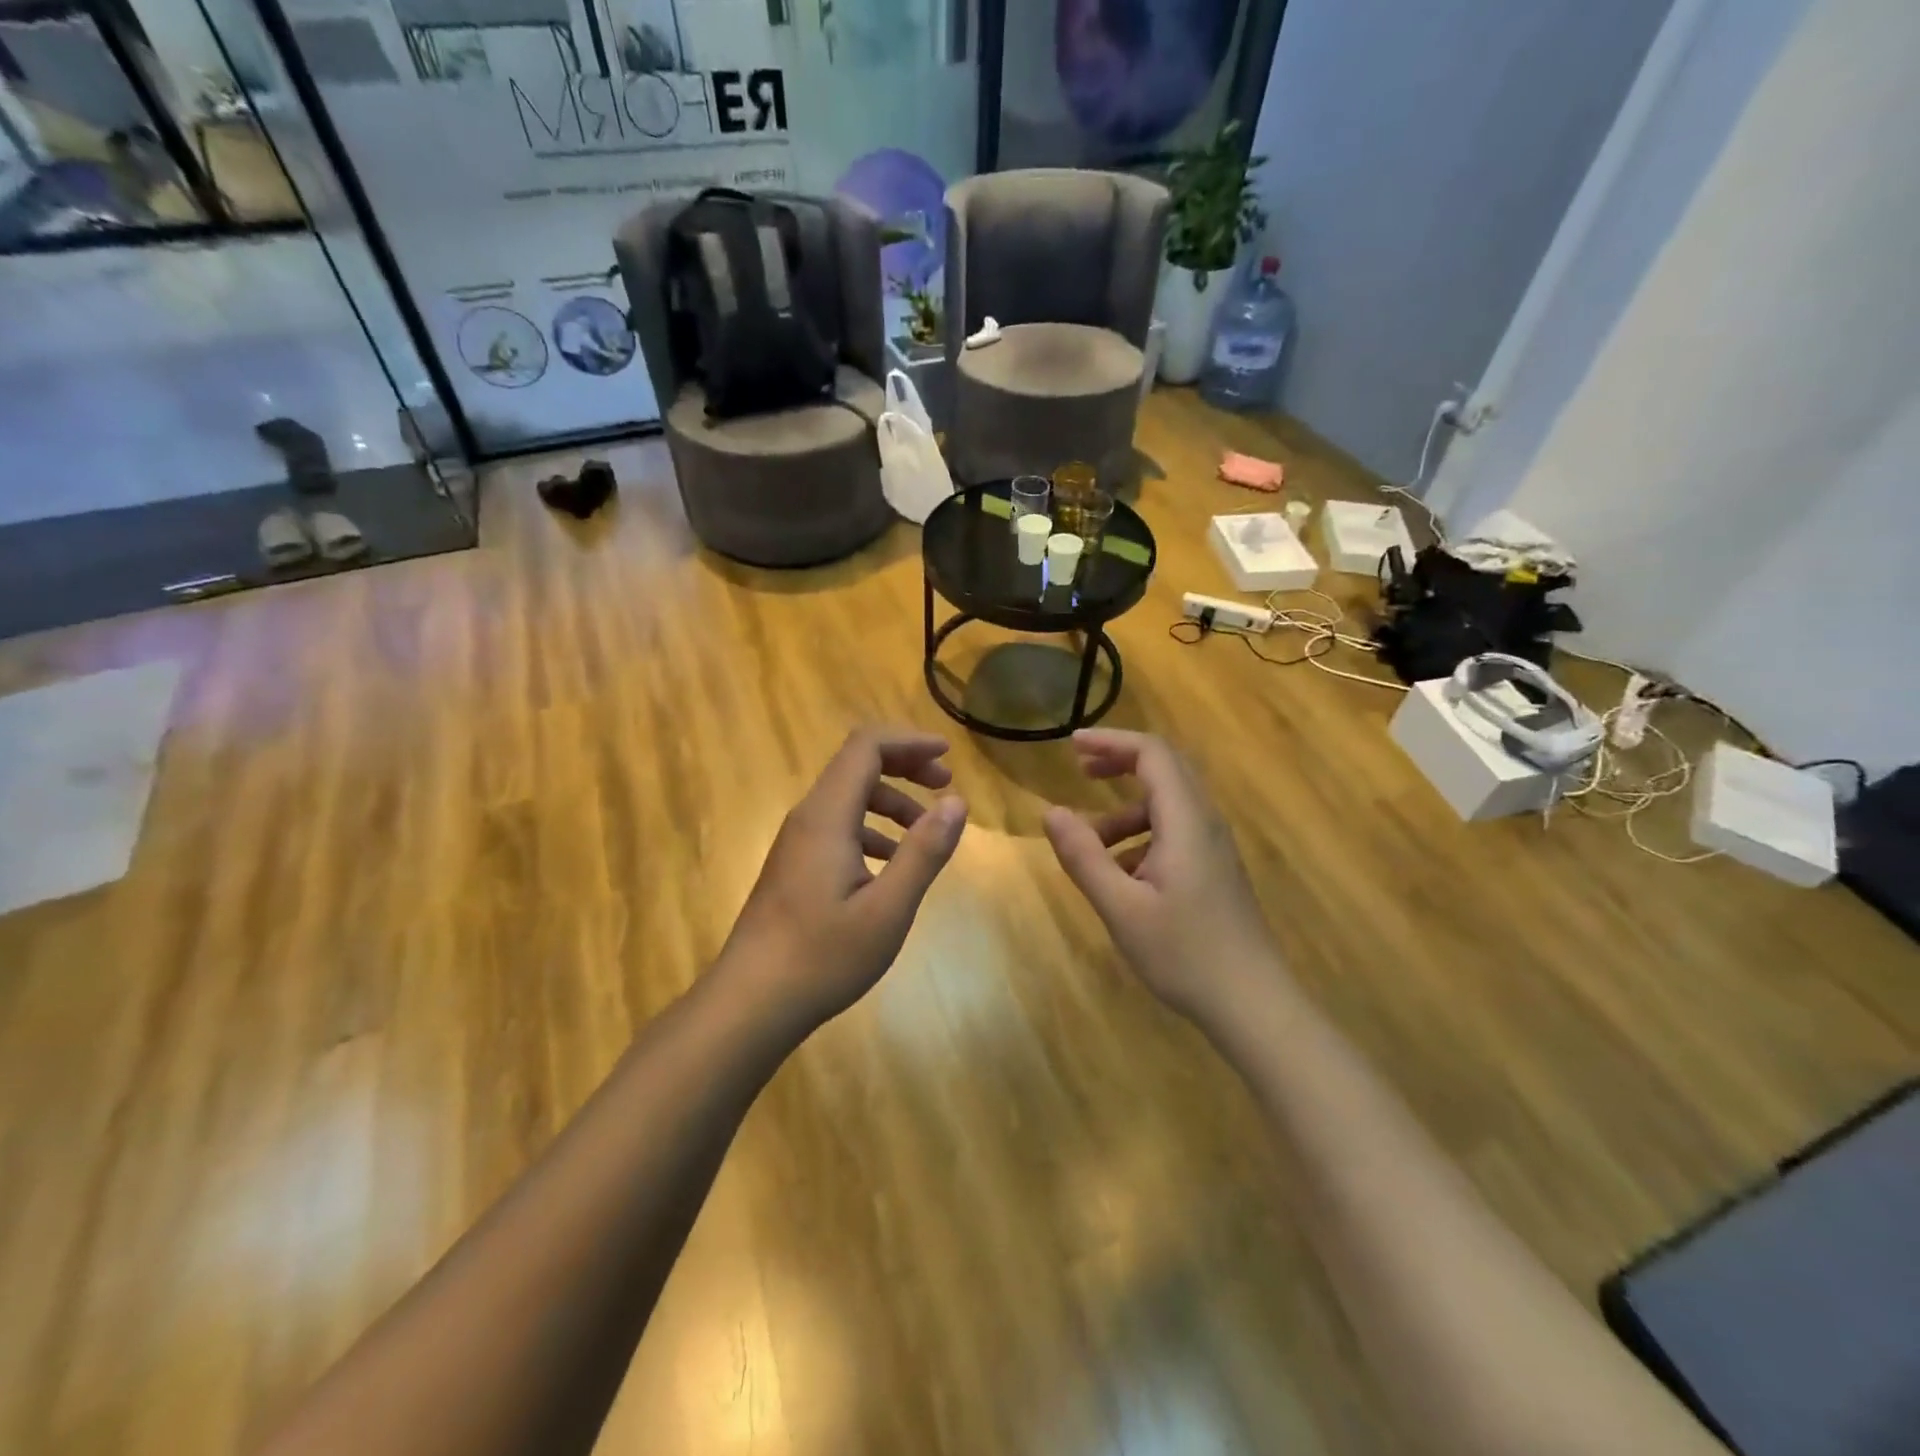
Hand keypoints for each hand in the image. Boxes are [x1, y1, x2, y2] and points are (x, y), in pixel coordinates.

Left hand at [719, 728, 967, 1031]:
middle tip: (945, 787)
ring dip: (891, 801)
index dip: (909, 741)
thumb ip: (924, 852)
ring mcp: (797, 842)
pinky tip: (891, 864)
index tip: (948, 756)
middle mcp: (808, 818)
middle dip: (905, 766)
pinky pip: (838, 826)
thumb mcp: (888, 908)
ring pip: (848, 798)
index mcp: (827, 816)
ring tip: (927, 830)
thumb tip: (956, 803)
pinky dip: (872, 829)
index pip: (866, 747)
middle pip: (857, 765)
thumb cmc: (822, 956)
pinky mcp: (795, 865)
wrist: (750, 1002)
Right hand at [1043, 729, 1278, 1025]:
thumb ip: (1084, 857)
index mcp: (1186, 822)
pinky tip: (1120, 873)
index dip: (1111, 741)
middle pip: (1165, 769)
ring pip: (1168, 804)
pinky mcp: (1214, 869)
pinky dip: (1141, 835)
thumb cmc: (1185, 954)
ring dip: (1125, 809)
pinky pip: (1175, 831)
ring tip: (1088, 842)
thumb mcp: (1121, 908)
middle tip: (1079, 769)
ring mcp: (1214, 847)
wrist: (1253, 1004)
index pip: (1152, 754)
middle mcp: (1205, 823)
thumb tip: (1050, 813)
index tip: (1071, 745)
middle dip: (1120, 762)